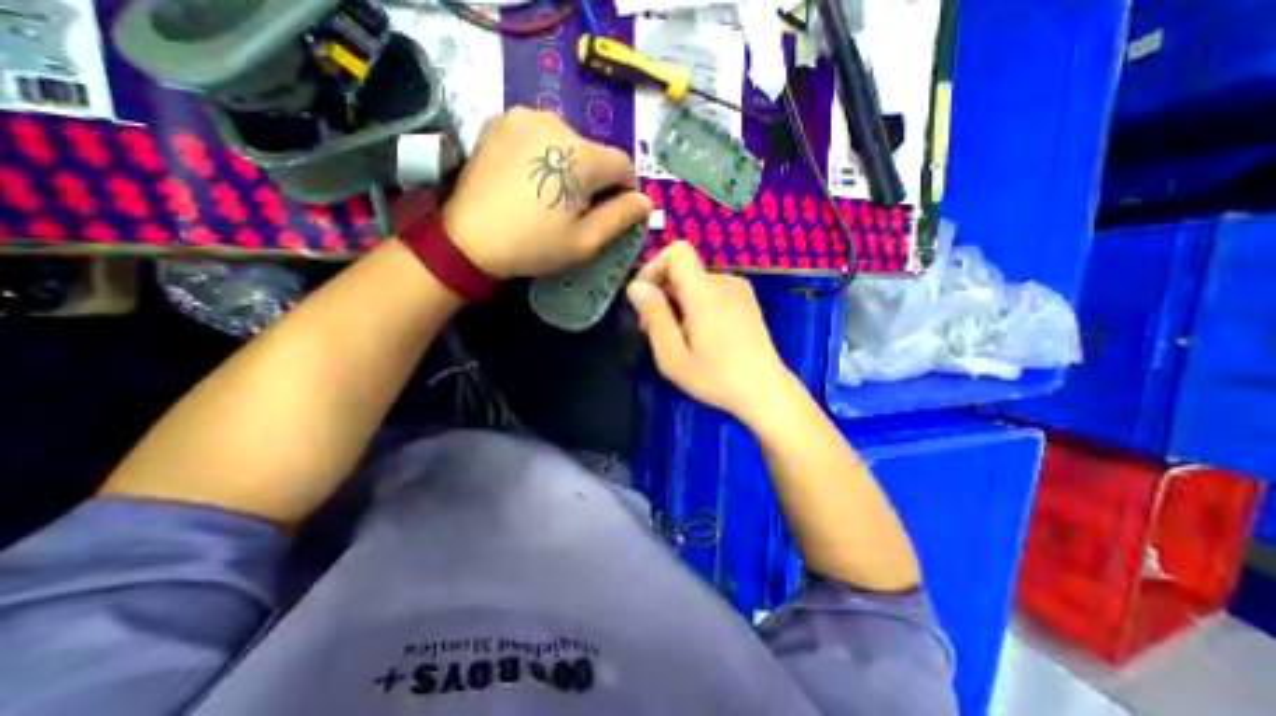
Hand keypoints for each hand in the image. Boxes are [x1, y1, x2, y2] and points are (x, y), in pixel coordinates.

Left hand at [446, 105, 652, 278]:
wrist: (468, 239)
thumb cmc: (534, 245)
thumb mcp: (585, 241)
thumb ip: (621, 217)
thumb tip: (645, 201)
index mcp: (582, 156)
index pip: (623, 165)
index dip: (626, 190)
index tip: (616, 212)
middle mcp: (557, 123)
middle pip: (595, 153)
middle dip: (597, 180)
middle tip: (579, 210)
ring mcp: (524, 116)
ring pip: (568, 142)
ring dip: (571, 166)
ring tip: (552, 195)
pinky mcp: (501, 120)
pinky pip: (540, 135)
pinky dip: (545, 154)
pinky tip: (532, 178)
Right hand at [628, 242, 794, 428]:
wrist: (765, 391)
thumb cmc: (716, 378)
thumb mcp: (673, 355)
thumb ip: (654, 316)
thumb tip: (636, 286)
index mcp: (705, 292)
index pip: (677, 251)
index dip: (654, 266)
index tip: (644, 297)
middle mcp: (724, 282)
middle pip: (683, 270)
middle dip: (662, 293)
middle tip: (655, 331)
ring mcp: (738, 290)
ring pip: (695, 282)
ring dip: (678, 302)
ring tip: (678, 338)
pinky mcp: (746, 300)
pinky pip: (711, 290)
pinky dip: (696, 304)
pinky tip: (699, 334)